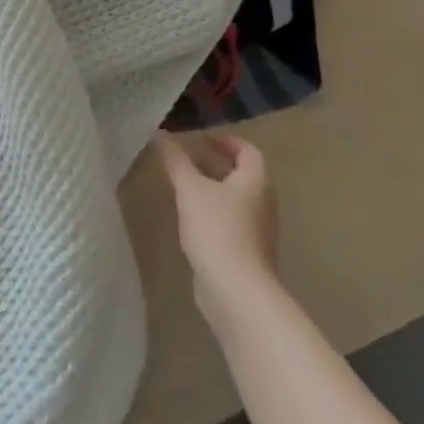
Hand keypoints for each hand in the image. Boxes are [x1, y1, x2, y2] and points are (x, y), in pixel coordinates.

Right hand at [157, 132, 280, 334]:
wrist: (236, 290)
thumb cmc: (217, 229)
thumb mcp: (190, 188)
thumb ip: (175, 160)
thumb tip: (160, 133)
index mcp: (255, 182)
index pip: (248, 151)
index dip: (226, 141)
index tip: (201, 138)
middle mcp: (262, 204)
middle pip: (244, 176)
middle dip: (216, 164)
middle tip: (187, 159)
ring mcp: (257, 231)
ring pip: (236, 200)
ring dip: (213, 189)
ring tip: (183, 185)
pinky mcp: (246, 253)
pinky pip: (230, 222)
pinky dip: (212, 212)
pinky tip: (190, 218)